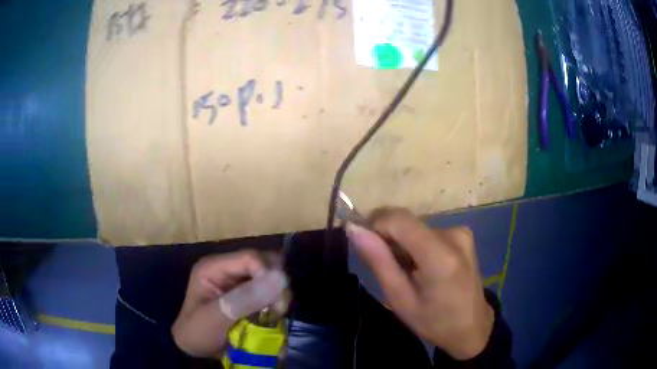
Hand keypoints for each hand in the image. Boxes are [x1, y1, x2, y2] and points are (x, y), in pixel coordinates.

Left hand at [171, 250, 286, 357]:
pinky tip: (273, 318)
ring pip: (272, 278)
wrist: (195, 349)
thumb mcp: (215, 318)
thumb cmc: (197, 333)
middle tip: (278, 310)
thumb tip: (279, 278)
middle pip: (265, 264)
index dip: (269, 275)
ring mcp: (240, 282)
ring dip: (278, 297)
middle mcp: (229, 269)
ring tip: (274, 317)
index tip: (277, 303)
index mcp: (214, 267)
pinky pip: (271, 292)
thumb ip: (243, 300)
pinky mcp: (249, 295)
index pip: (250, 258)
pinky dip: (276, 304)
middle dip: (276, 286)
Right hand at [346, 208, 493, 359]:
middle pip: (407, 222)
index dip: (376, 225)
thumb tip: (354, 229)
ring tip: (409, 272)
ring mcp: (462, 232)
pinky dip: (418, 244)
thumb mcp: (399, 299)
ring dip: (404, 243)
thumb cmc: (433, 321)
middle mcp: (454, 234)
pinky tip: (423, 267)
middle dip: (389, 238)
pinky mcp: (464, 233)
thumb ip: (378, 261)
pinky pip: (429, 231)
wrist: (471, 326)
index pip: (398, 219)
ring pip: (416, 227)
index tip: (368, 248)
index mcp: (440, 256)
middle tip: (389, 268)